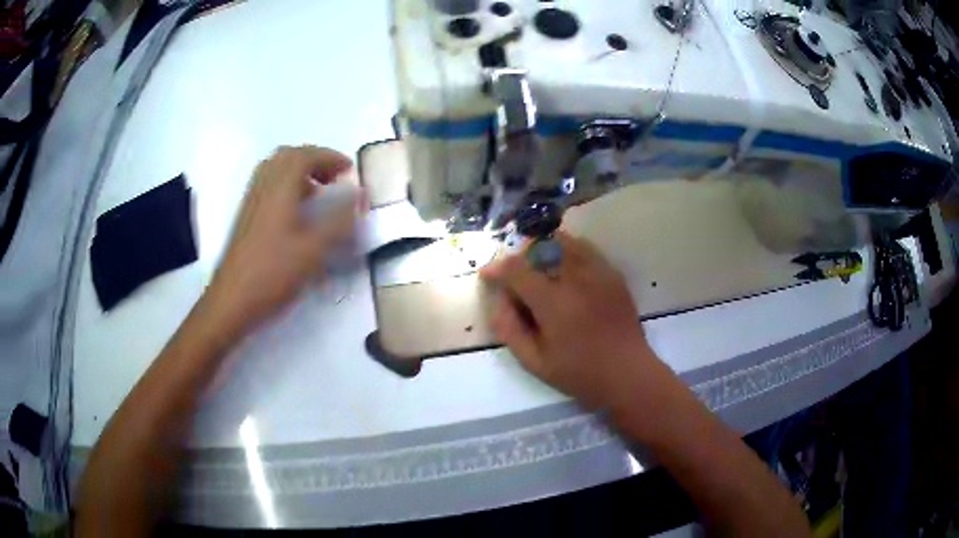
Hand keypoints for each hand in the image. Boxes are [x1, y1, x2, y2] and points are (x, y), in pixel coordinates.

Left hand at [204, 145, 359, 332]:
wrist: (231, 301)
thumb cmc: (272, 274)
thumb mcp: (313, 251)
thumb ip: (339, 222)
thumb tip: (361, 197)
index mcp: (279, 189)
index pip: (305, 156)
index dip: (330, 157)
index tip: (349, 171)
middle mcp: (263, 188)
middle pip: (288, 156)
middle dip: (314, 160)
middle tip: (333, 178)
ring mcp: (251, 201)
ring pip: (275, 170)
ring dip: (299, 172)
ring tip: (318, 193)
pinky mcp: (246, 217)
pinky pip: (268, 186)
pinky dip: (287, 186)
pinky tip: (297, 213)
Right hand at [480, 232, 655, 409]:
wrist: (627, 373)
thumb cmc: (580, 373)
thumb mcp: (535, 362)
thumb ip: (510, 328)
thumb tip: (498, 300)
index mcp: (553, 302)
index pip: (517, 270)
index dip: (497, 268)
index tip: (488, 274)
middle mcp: (576, 279)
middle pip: (541, 247)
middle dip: (522, 256)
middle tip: (517, 275)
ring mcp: (598, 273)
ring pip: (566, 241)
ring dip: (546, 248)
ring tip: (541, 267)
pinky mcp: (613, 275)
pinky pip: (587, 249)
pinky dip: (570, 251)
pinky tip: (567, 271)